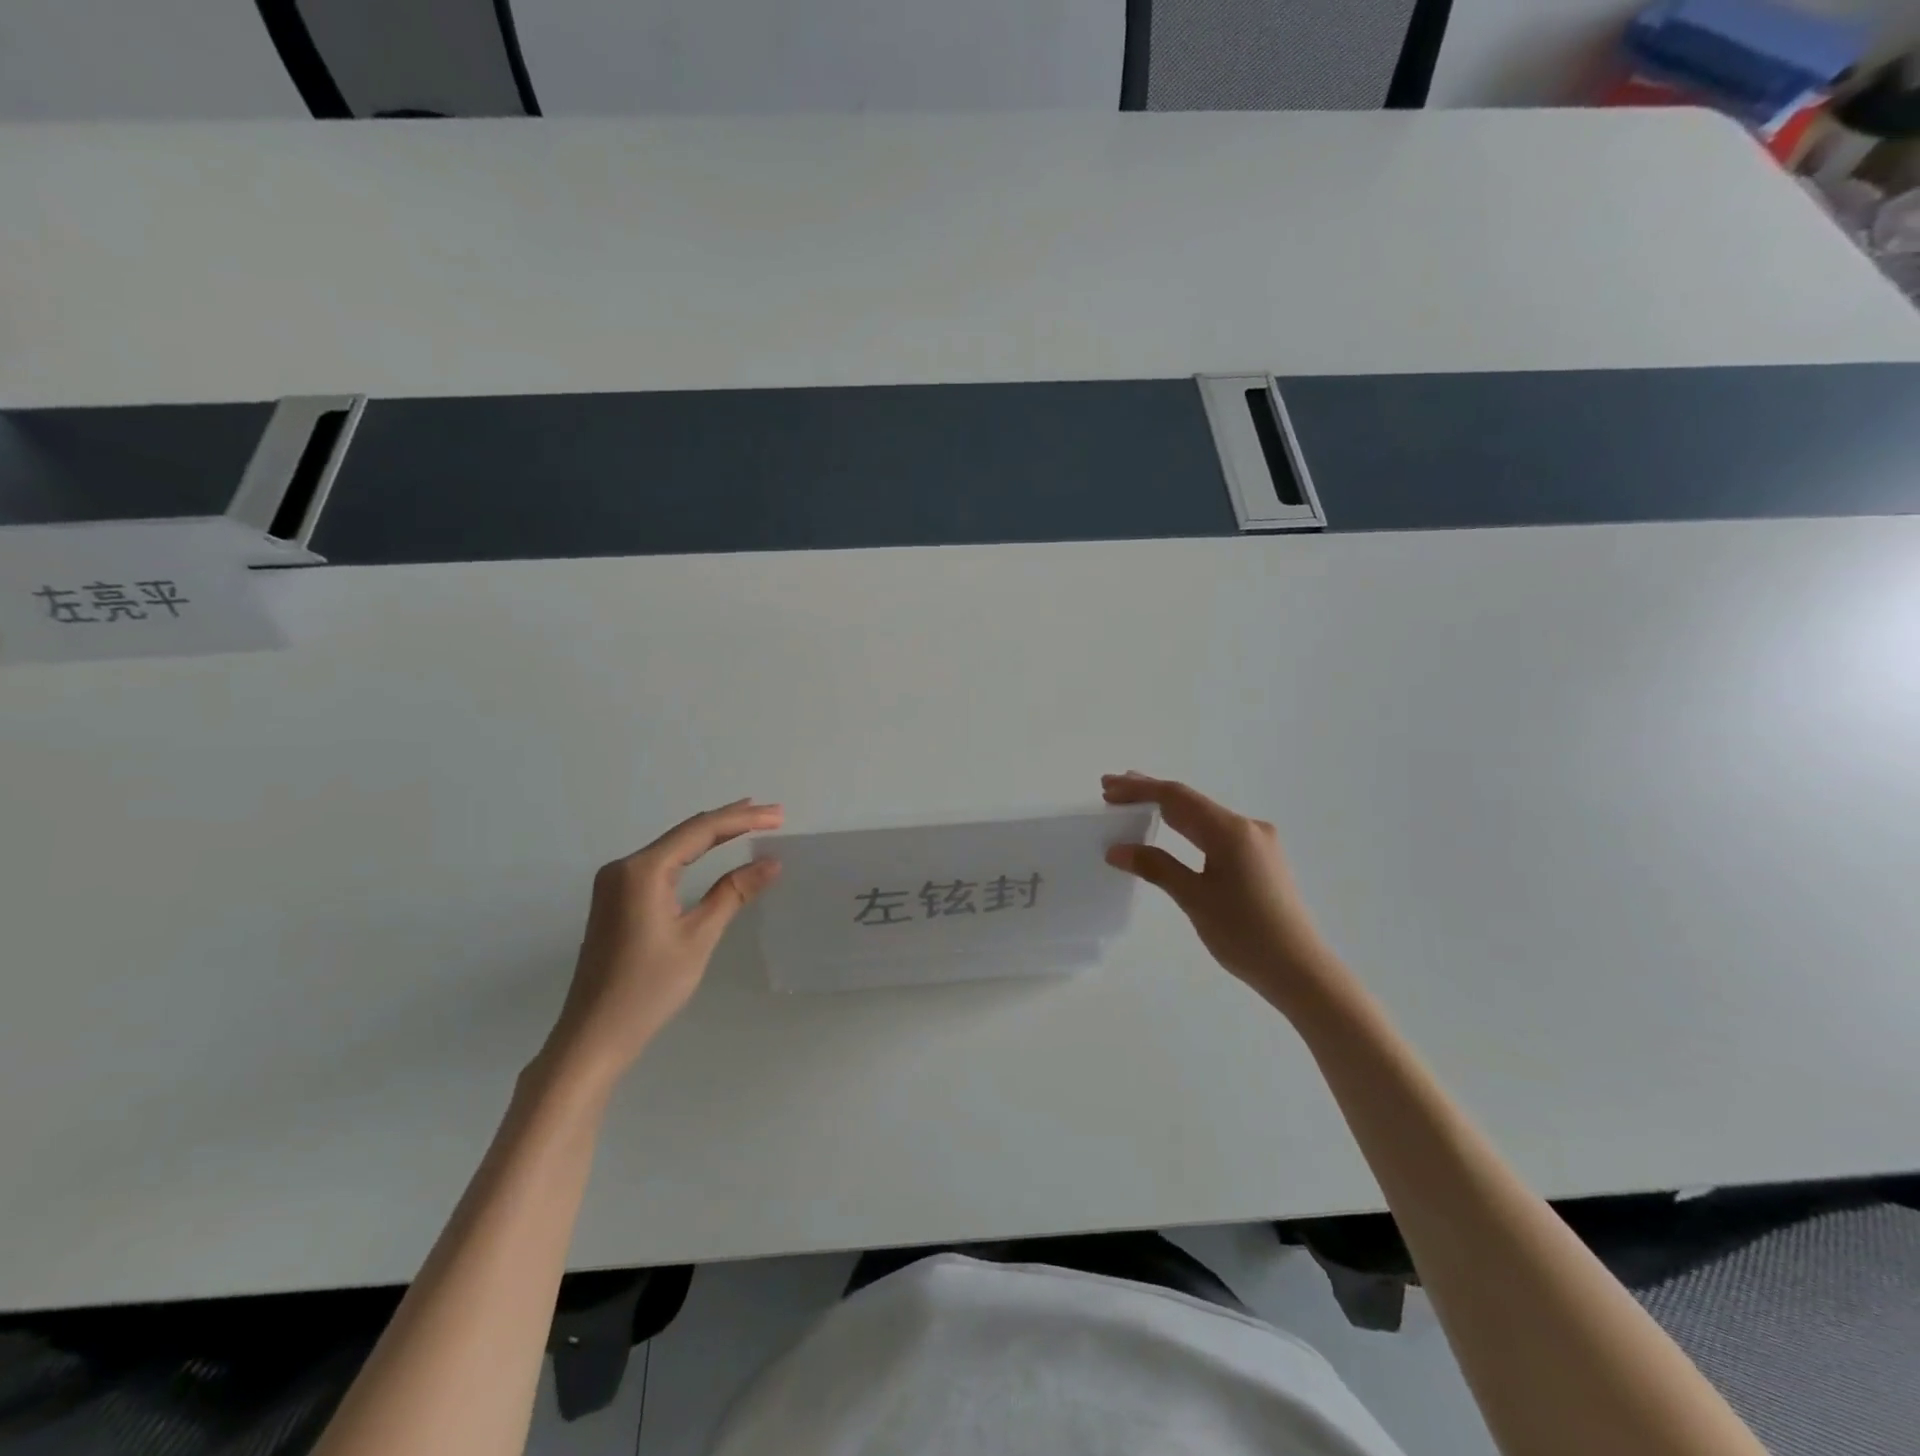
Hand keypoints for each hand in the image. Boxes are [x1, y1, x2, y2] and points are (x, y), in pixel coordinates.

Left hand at [540, 799, 782, 1084]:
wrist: (593, 1035)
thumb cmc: (648, 988)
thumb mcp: (698, 938)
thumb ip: (733, 893)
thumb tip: (771, 862)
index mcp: (642, 871)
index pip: (700, 832)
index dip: (742, 820)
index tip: (778, 815)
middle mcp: (624, 867)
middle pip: (685, 833)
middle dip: (730, 820)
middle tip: (772, 812)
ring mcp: (615, 883)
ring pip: (673, 846)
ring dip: (711, 834)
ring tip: (749, 820)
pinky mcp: (616, 899)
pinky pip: (661, 863)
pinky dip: (691, 853)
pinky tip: (710, 849)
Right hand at [1102, 772, 1347, 1013]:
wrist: (1301, 970)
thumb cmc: (1245, 934)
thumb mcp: (1194, 899)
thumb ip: (1156, 867)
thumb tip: (1117, 849)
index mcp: (1231, 830)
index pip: (1177, 798)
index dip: (1140, 790)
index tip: (1107, 787)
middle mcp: (1247, 827)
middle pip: (1191, 802)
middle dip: (1151, 794)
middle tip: (1112, 791)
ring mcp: (1258, 843)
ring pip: (1204, 817)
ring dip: (1169, 811)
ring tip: (1134, 806)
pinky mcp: (1261, 860)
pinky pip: (1217, 833)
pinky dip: (1187, 828)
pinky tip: (1172, 832)